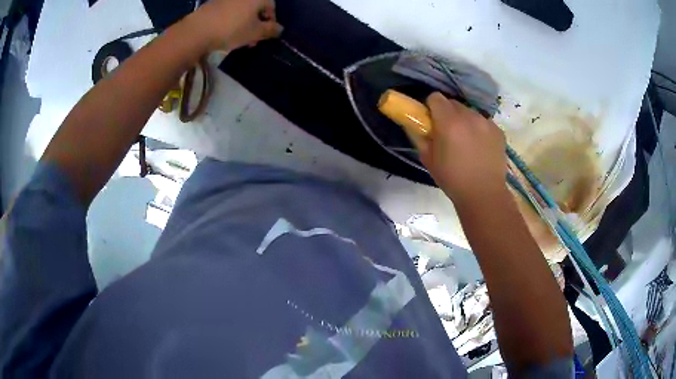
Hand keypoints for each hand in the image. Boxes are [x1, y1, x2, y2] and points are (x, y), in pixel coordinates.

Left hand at [193, 0, 282, 50]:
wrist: (198, 30)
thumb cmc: (232, 29)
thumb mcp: (255, 33)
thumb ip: (271, 30)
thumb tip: (280, 29)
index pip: (272, 6)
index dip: (271, 21)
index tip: (266, 35)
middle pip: (256, 7)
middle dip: (257, 23)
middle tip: (253, 38)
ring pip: (242, 10)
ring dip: (244, 22)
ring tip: (239, 38)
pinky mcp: (214, 3)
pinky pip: (229, 11)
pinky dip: (232, 19)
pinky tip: (226, 32)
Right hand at [419, 93, 507, 203]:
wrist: (484, 195)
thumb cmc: (452, 179)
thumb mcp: (428, 159)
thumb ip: (421, 137)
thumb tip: (418, 125)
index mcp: (449, 122)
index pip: (436, 97)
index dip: (431, 107)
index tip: (431, 120)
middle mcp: (469, 116)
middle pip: (453, 103)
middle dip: (447, 113)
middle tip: (447, 132)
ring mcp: (486, 122)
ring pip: (470, 112)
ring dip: (464, 121)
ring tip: (466, 141)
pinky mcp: (498, 131)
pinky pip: (484, 122)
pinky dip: (479, 129)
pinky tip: (480, 147)